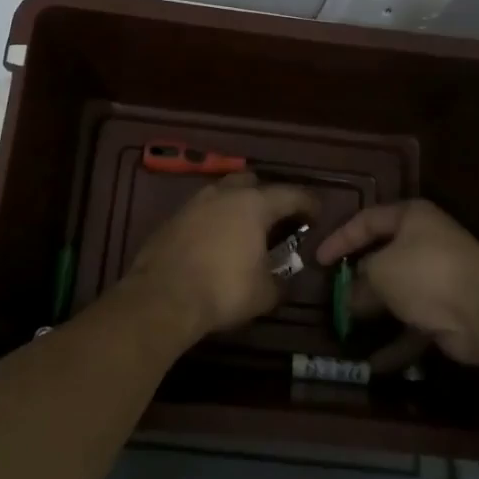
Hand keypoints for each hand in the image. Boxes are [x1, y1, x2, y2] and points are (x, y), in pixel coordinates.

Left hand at [128, 173, 316, 339]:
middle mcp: (225, 193)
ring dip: (238, 205)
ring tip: (246, 229)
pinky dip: (216, 219)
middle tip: (278, 218)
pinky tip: (217, 241)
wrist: (162, 296)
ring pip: (224, 193)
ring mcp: (195, 202)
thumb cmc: (223, 290)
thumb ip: (280, 281)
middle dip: (268, 196)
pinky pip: (203, 210)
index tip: (316, 214)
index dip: (308, 203)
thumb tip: (283, 278)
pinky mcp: (173, 217)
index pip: (291, 194)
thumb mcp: (265, 293)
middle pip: (253, 182)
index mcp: (254, 203)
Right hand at [315, 200, 478, 364]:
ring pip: (397, 293)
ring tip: (346, 327)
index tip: (319, 260)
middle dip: (357, 279)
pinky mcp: (448, 311)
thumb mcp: (380, 271)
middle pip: (383, 257)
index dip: (340, 238)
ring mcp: (439, 278)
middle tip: (332, 294)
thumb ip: (359, 281)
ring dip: (374, 312)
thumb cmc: (426, 273)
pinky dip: (395, 342)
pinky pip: (414, 324)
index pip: (367, 220)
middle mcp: (426, 242)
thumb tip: (350, 297)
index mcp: (412, 218)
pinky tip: (373, 363)